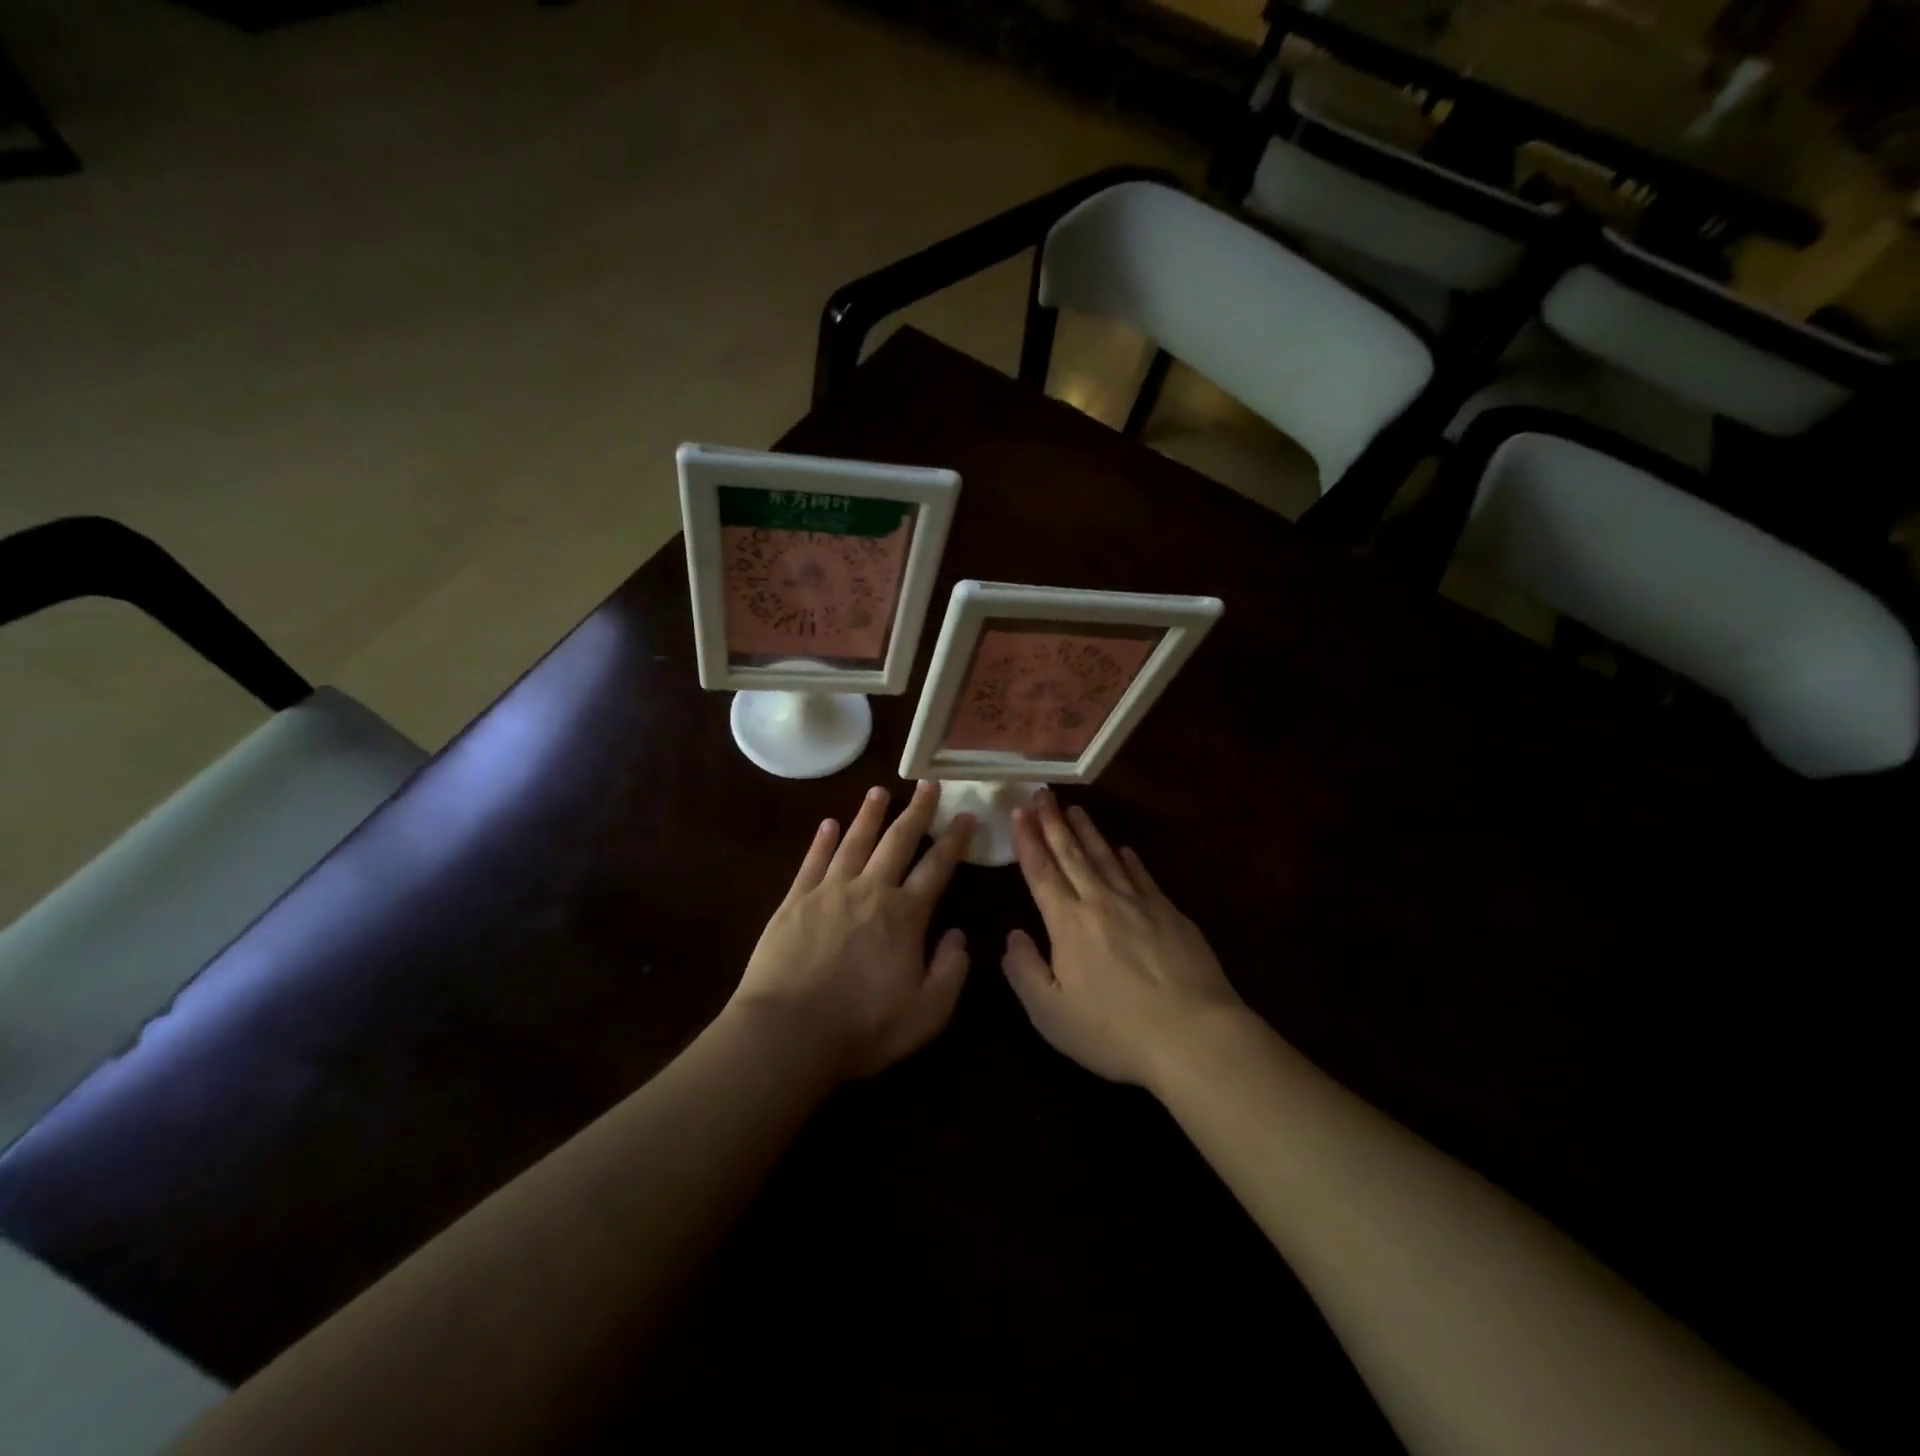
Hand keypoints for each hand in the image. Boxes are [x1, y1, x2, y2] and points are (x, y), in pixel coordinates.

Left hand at [730, 782, 973, 1080]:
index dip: (955, 840)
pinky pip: (813, 861)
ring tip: (879, 791)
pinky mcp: (795, 900)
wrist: (788, 1033)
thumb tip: (959, 935)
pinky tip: (829, 824)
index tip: (967, 816)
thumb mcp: (926, 1013)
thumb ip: (950, 971)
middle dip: (916, 811)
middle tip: (927, 785)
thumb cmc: (862, 1028)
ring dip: (869, 814)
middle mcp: (870, 890)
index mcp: (905, 915)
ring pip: (855, 841)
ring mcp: (829, 891)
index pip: (937, 867)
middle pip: (898, 841)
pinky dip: (822, 840)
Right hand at [1002, 791, 1243, 1088]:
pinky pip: (1143, 877)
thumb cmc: (1114, 1030)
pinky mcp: (1171, 914)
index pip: (1041, 871)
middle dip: (1053, 822)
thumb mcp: (1051, 1014)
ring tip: (1075, 809)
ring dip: (1088, 832)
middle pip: (1072, 854)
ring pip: (1107, 858)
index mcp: (1068, 923)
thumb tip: (1013, 936)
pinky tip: (1125, 850)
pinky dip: (1130, 860)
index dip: (1027, 840)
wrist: (1193, 1035)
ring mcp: (1140, 904)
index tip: (1018, 810)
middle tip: (1042, 793)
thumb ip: (1024, 971)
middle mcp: (1101, 902)